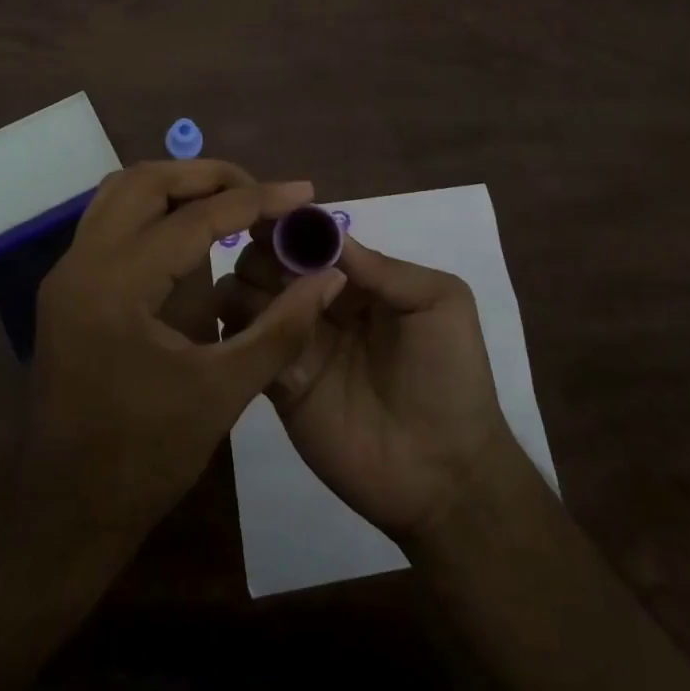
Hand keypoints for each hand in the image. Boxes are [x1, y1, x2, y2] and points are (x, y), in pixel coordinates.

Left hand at [16, 161, 345, 553]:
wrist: (62, 515)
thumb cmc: (144, 459)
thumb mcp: (223, 392)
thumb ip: (281, 327)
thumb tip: (330, 276)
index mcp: (116, 285)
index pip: (195, 218)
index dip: (257, 200)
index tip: (305, 193)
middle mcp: (82, 263)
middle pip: (147, 182)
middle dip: (210, 177)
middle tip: (264, 193)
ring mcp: (67, 273)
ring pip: (122, 193)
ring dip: (177, 186)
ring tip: (232, 202)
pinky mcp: (67, 289)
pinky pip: (110, 221)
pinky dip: (153, 211)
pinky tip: (192, 235)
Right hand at [215, 231, 518, 547]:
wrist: (444, 472)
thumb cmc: (450, 376)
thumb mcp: (440, 303)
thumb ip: (384, 268)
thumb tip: (324, 233)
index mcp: (359, 280)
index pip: (311, 240)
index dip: (289, 226)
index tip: (267, 218)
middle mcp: (321, 304)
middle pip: (270, 263)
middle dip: (263, 256)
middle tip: (273, 272)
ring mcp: (297, 344)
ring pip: (247, 299)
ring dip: (246, 291)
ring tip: (269, 307)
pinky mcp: (278, 385)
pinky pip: (246, 347)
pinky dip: (239, 332)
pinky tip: (251, 332)